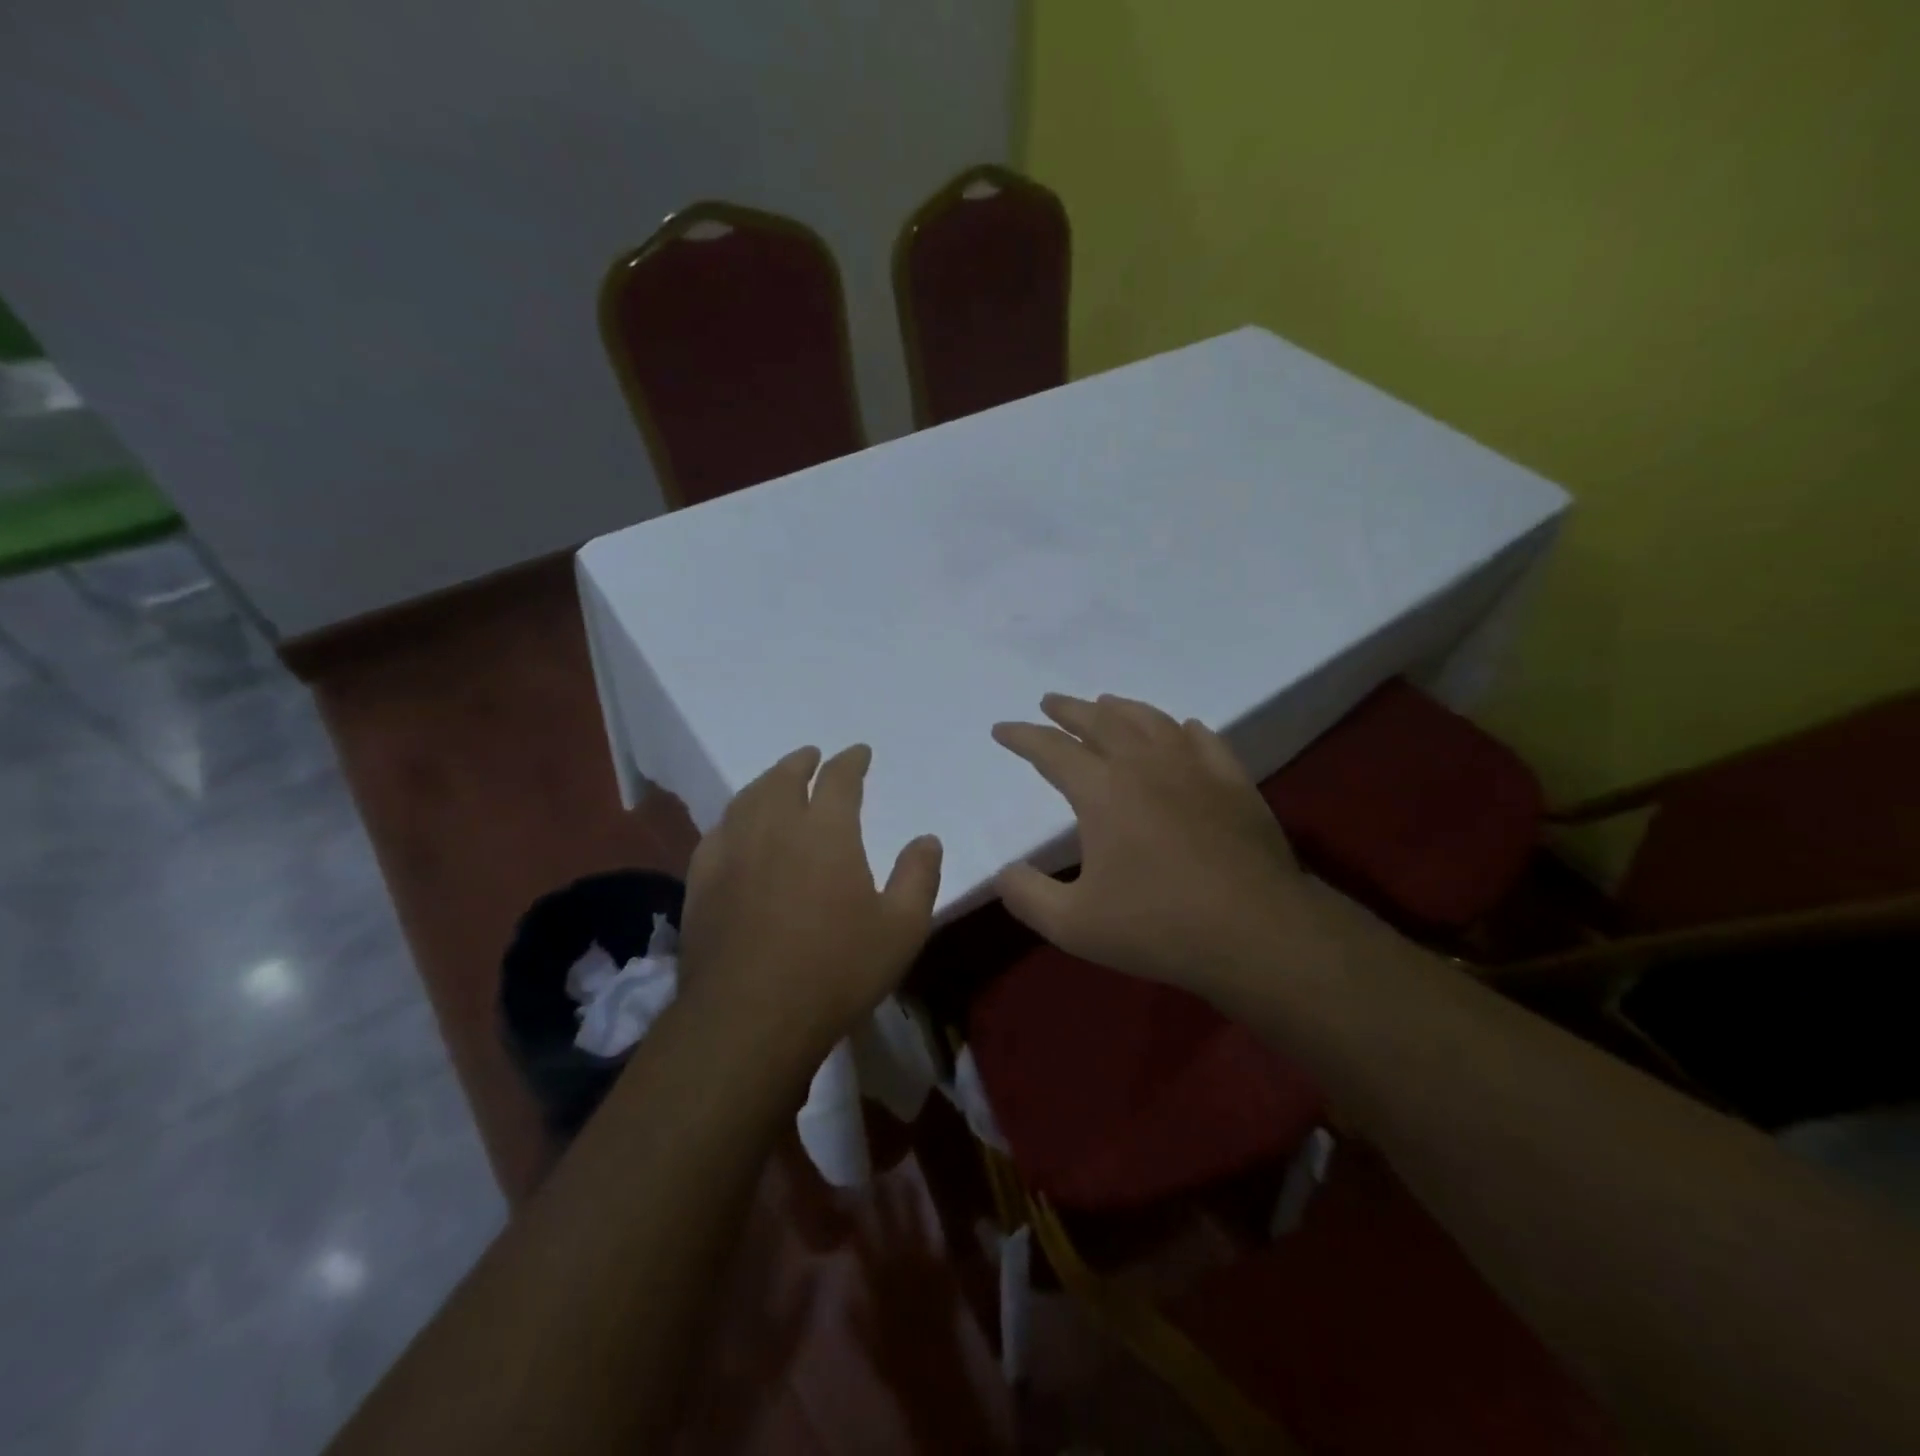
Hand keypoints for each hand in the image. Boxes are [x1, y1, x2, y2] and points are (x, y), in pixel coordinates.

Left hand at [678, 743, 942, 1059]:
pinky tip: (735, 827)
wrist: (750, 1017)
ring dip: (766, 782)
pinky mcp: (702, 881)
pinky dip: (733, 818)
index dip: (851, 761)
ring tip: (777, 781)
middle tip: (812, 756)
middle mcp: (775, 828)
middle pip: (785, 778)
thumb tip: (927, 839)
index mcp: (826, 832)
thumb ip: (919, 877)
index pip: (839, 779)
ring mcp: (732, 853)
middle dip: (802, 762)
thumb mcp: (901, 929)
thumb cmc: (836, 970)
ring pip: (747, 799)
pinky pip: (717, 832)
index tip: (859, 752)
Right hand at [991, 693, 1313, 997]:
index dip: (1022, 737)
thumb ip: (1027, 896)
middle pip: (1100, 722)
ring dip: (1121, 708)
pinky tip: (1182, 728)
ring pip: (1151, 721)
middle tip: (1050, 702)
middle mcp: (1145, 765)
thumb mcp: (1074, 925)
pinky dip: (1183, 729)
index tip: (1002, 729)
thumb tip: (1003, 872)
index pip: (1051, 750)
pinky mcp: (1234, 783)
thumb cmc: (1158, 927)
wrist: (1257, 932)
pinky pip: (1204, 741)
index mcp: (1103, 791)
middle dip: (1069, 710)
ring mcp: (1195, 769)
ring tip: (1105, 704)